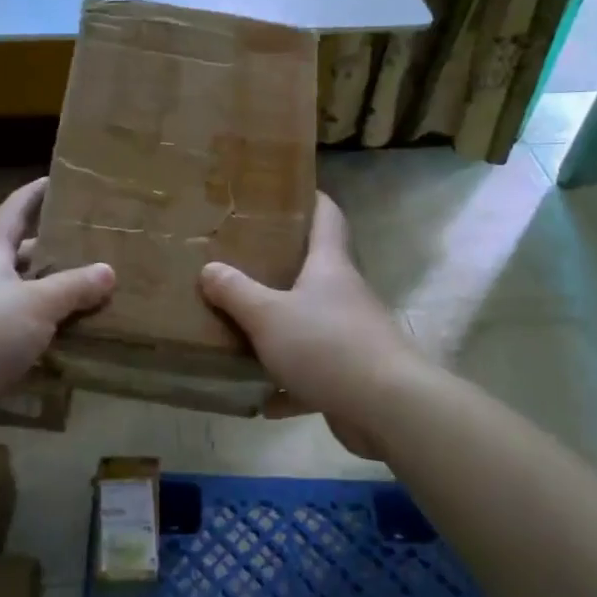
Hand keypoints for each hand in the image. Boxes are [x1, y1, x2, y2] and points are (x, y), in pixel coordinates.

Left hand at [0, 178, 114, 415]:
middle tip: (102, 247)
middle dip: (60, 251)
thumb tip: (108, 270)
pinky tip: (85, 343)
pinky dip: (54, 339)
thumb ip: (72, 286)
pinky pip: (29, 340)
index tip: (57, 179)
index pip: (14, 212)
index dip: (34, 194)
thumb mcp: (34, 304)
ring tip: (105, 295)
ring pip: (31, 302)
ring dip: (62, 300)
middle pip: (27, 258)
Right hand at [199, 194, 419, 457]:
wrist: (387, 407)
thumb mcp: (268, 315)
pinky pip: (314, 375)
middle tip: (245, 262)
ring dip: (282, 330)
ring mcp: (353, 336)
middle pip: (317, 271)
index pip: (327, 217)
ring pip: (312, 325)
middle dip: (284, 267)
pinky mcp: (352, 376)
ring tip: (245, 329)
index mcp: (330, 267)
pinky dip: (290, 385)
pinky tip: (263, 399)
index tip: (291, 190)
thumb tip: (209, 269)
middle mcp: (345, 295)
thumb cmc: (326, 345)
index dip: (312, 199)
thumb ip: (236, 292)